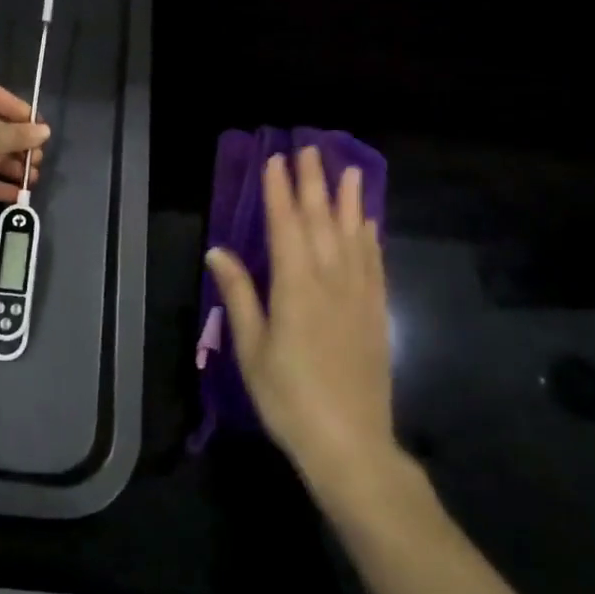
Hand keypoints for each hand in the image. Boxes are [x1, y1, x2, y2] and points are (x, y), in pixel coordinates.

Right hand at [206, 147, 393, 483]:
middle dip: (314, 183)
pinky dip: (371, 237)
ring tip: (350, 170)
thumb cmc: (289, 398)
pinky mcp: (376, 312)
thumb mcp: (252, 349)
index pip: (286, 226)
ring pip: (354, 235)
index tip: (276, 159)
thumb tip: (218, 251)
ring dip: (350, 200)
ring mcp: (359, 295)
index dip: (280, 191)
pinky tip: (369, 222)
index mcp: (295, 287)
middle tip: (311, 149)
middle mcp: (330, 280)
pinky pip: (375, 263)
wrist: (350, 444)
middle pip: (321, 221)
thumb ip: (239, 295)